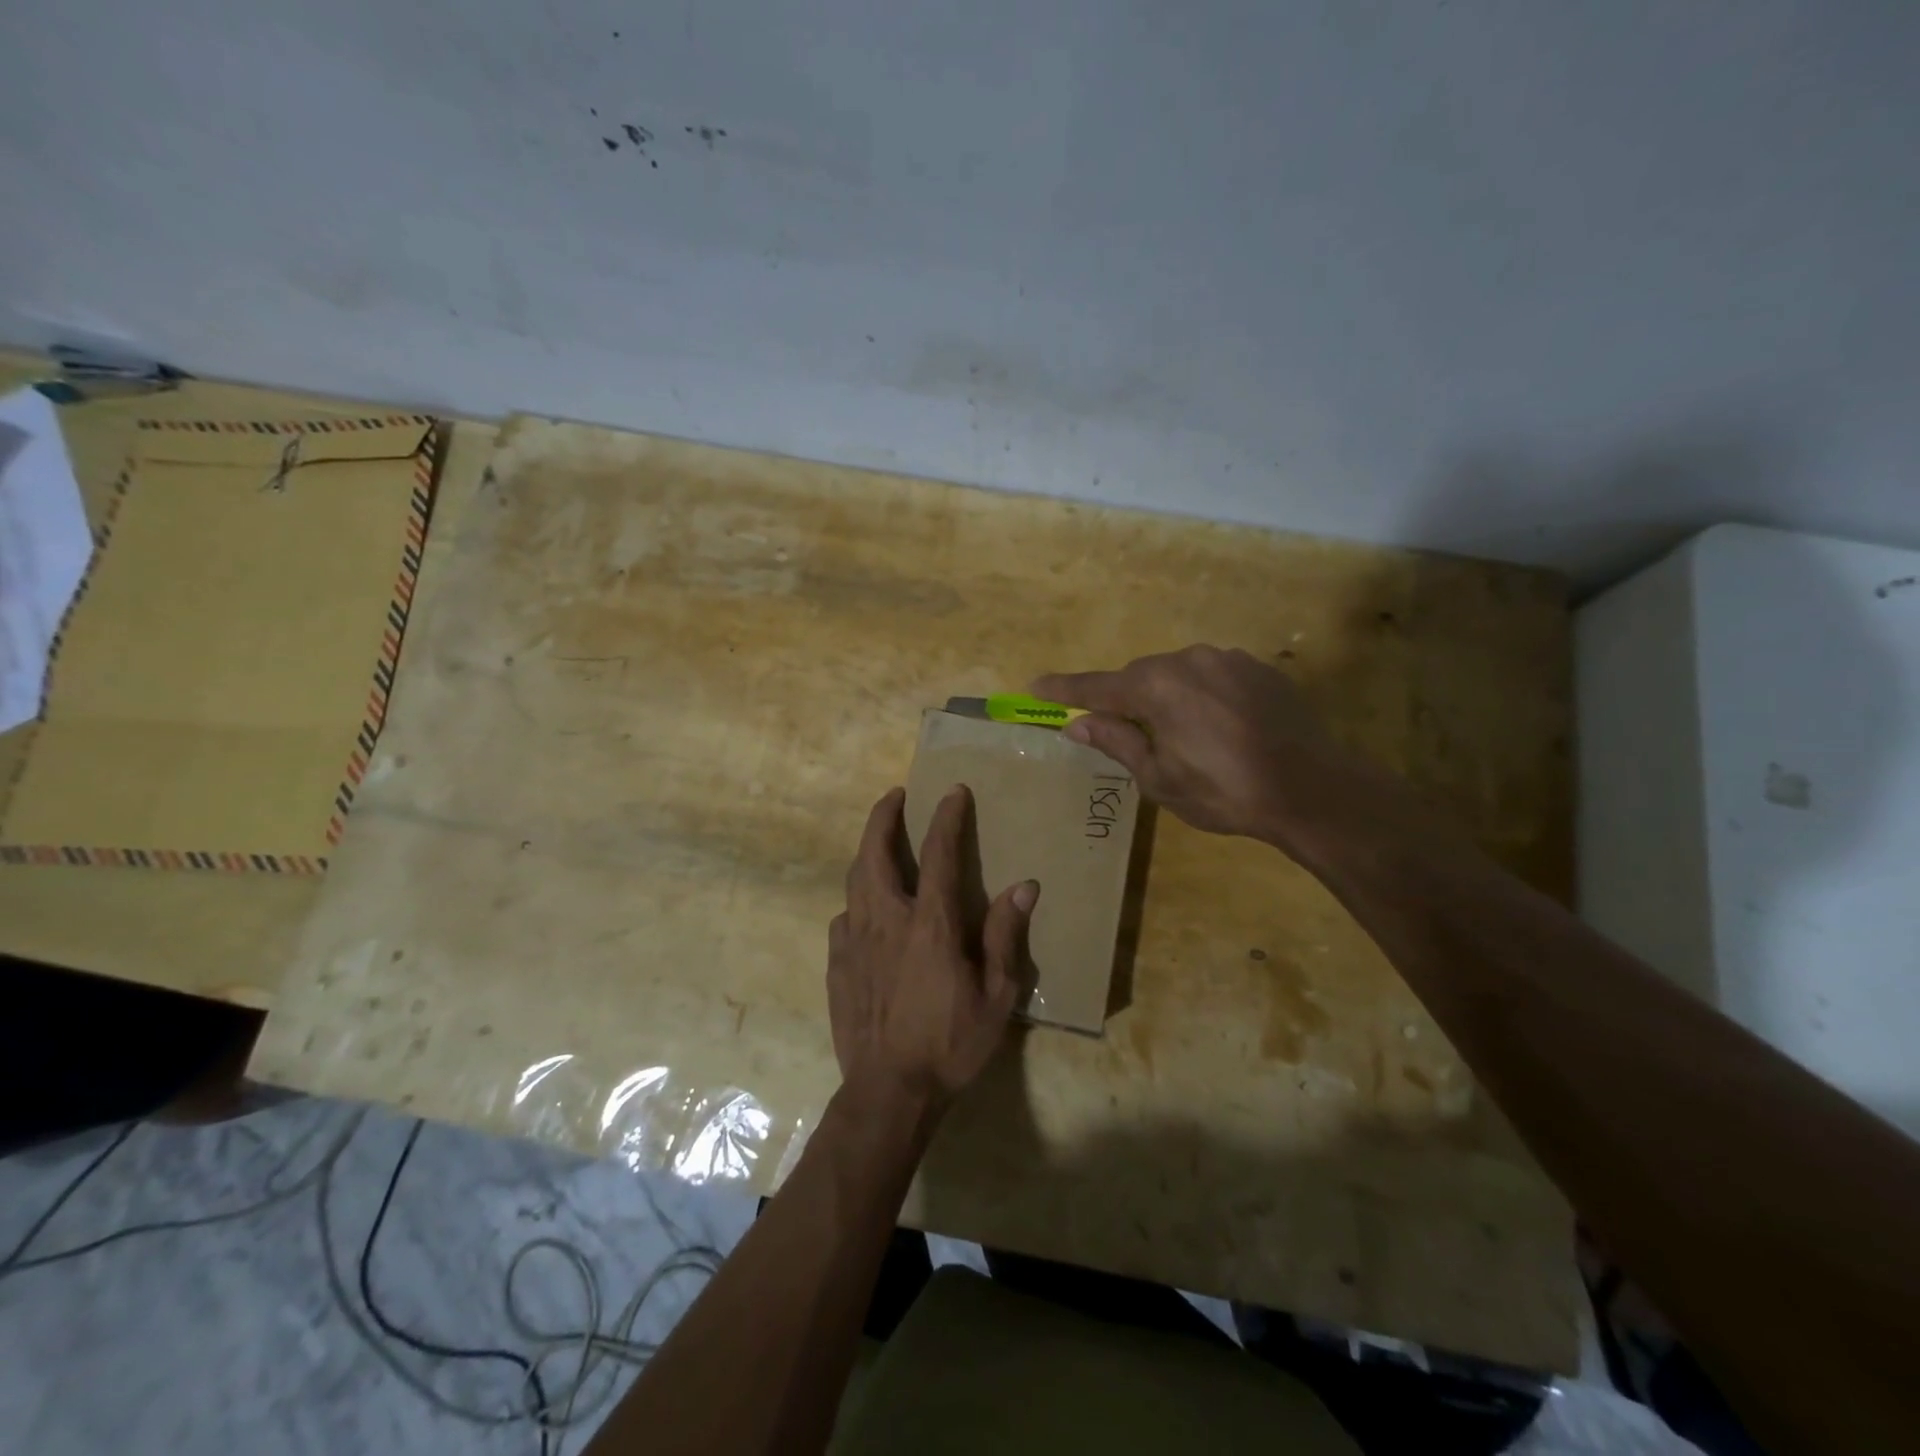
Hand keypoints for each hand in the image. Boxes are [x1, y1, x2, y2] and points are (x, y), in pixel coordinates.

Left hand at [827, 785, 1037, 1117]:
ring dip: (867, 852)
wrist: (890, 1092)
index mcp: (930, 924)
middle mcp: (886, 920)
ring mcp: (854, 941)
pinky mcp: (836, 964)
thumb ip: (1005, 936)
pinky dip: (856, 902)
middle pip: (875, 853)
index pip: (939, 854)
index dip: (947, 818)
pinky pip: (844, 919)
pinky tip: (865, 912)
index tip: (953, 791)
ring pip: (854, 880)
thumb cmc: (951, 1043)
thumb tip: (1024, 886)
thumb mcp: (996, 996)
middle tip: (894, 796)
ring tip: (879, 842)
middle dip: (883, 817)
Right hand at [1034, 644, 1390, 850]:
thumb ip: (1117, 742)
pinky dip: (1200, 696)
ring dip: (1166, 698)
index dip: (1065, 689)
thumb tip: (1078, 724)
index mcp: (1157, 687)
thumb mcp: (1160, 778)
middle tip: (1121, 732)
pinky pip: (1212, 676)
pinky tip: (1217, 727)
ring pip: (1178, 674)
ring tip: (1179, 737)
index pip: (1097, 686)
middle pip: (1140, 678)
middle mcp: (1188, 660)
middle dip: (1125, 701)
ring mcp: (1228, 660)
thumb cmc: (1224, 791)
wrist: (1311, 789)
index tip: (1036, 685)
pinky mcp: (1258, 669)